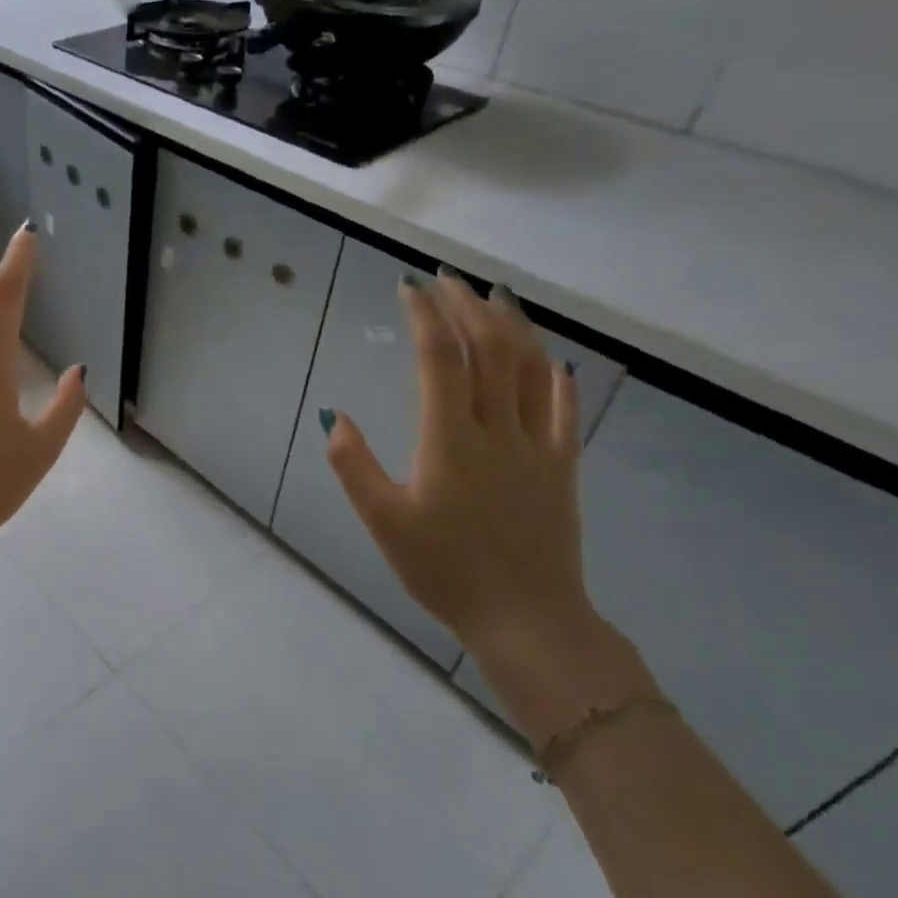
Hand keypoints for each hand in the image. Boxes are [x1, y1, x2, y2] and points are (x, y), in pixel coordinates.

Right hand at [323, 270, 593, 660]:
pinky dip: (555, 374)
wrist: (527, 620)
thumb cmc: (444, 571)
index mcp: (449, 440)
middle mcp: (497, 430)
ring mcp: (537, 446)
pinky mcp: (562, 467)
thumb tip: (334, 416)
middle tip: (445, 277)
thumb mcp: (383, 521)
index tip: (409, 285)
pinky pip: (563, 408)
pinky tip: (550, 358)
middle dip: (466, 306)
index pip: (439, 359)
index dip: (425, 315)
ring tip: (495, 295)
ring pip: (530, 369)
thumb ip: (353, 465)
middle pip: (488, 350)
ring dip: (512, 325)